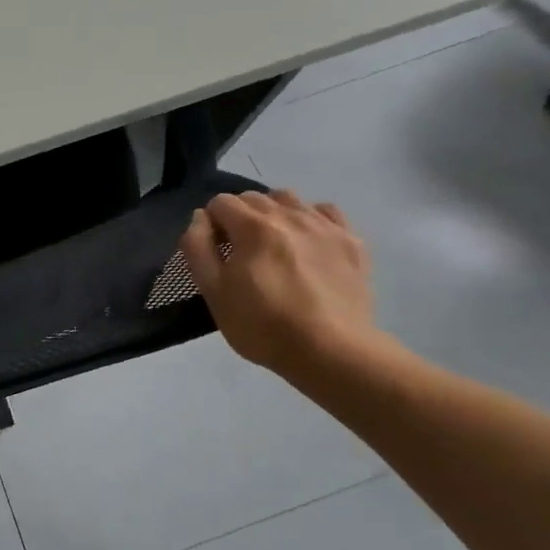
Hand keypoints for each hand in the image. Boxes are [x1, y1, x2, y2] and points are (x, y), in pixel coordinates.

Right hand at [179, 189, 383, 378]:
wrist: (332, 352)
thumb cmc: (263, 325)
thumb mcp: (213, 292)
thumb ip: (197, 247)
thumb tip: (200, 218)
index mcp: (252, 226)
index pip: (221, 202)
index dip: (212, 223)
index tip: (216, 250)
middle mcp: (289, 215)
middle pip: (254, 197)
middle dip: (240, 216)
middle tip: (241, 251)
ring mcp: (323, 226)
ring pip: (289, 199)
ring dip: (273, 212)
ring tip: (274, 243)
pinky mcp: (351, 242)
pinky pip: (326, 212)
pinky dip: (311, 218)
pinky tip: (307, 241)